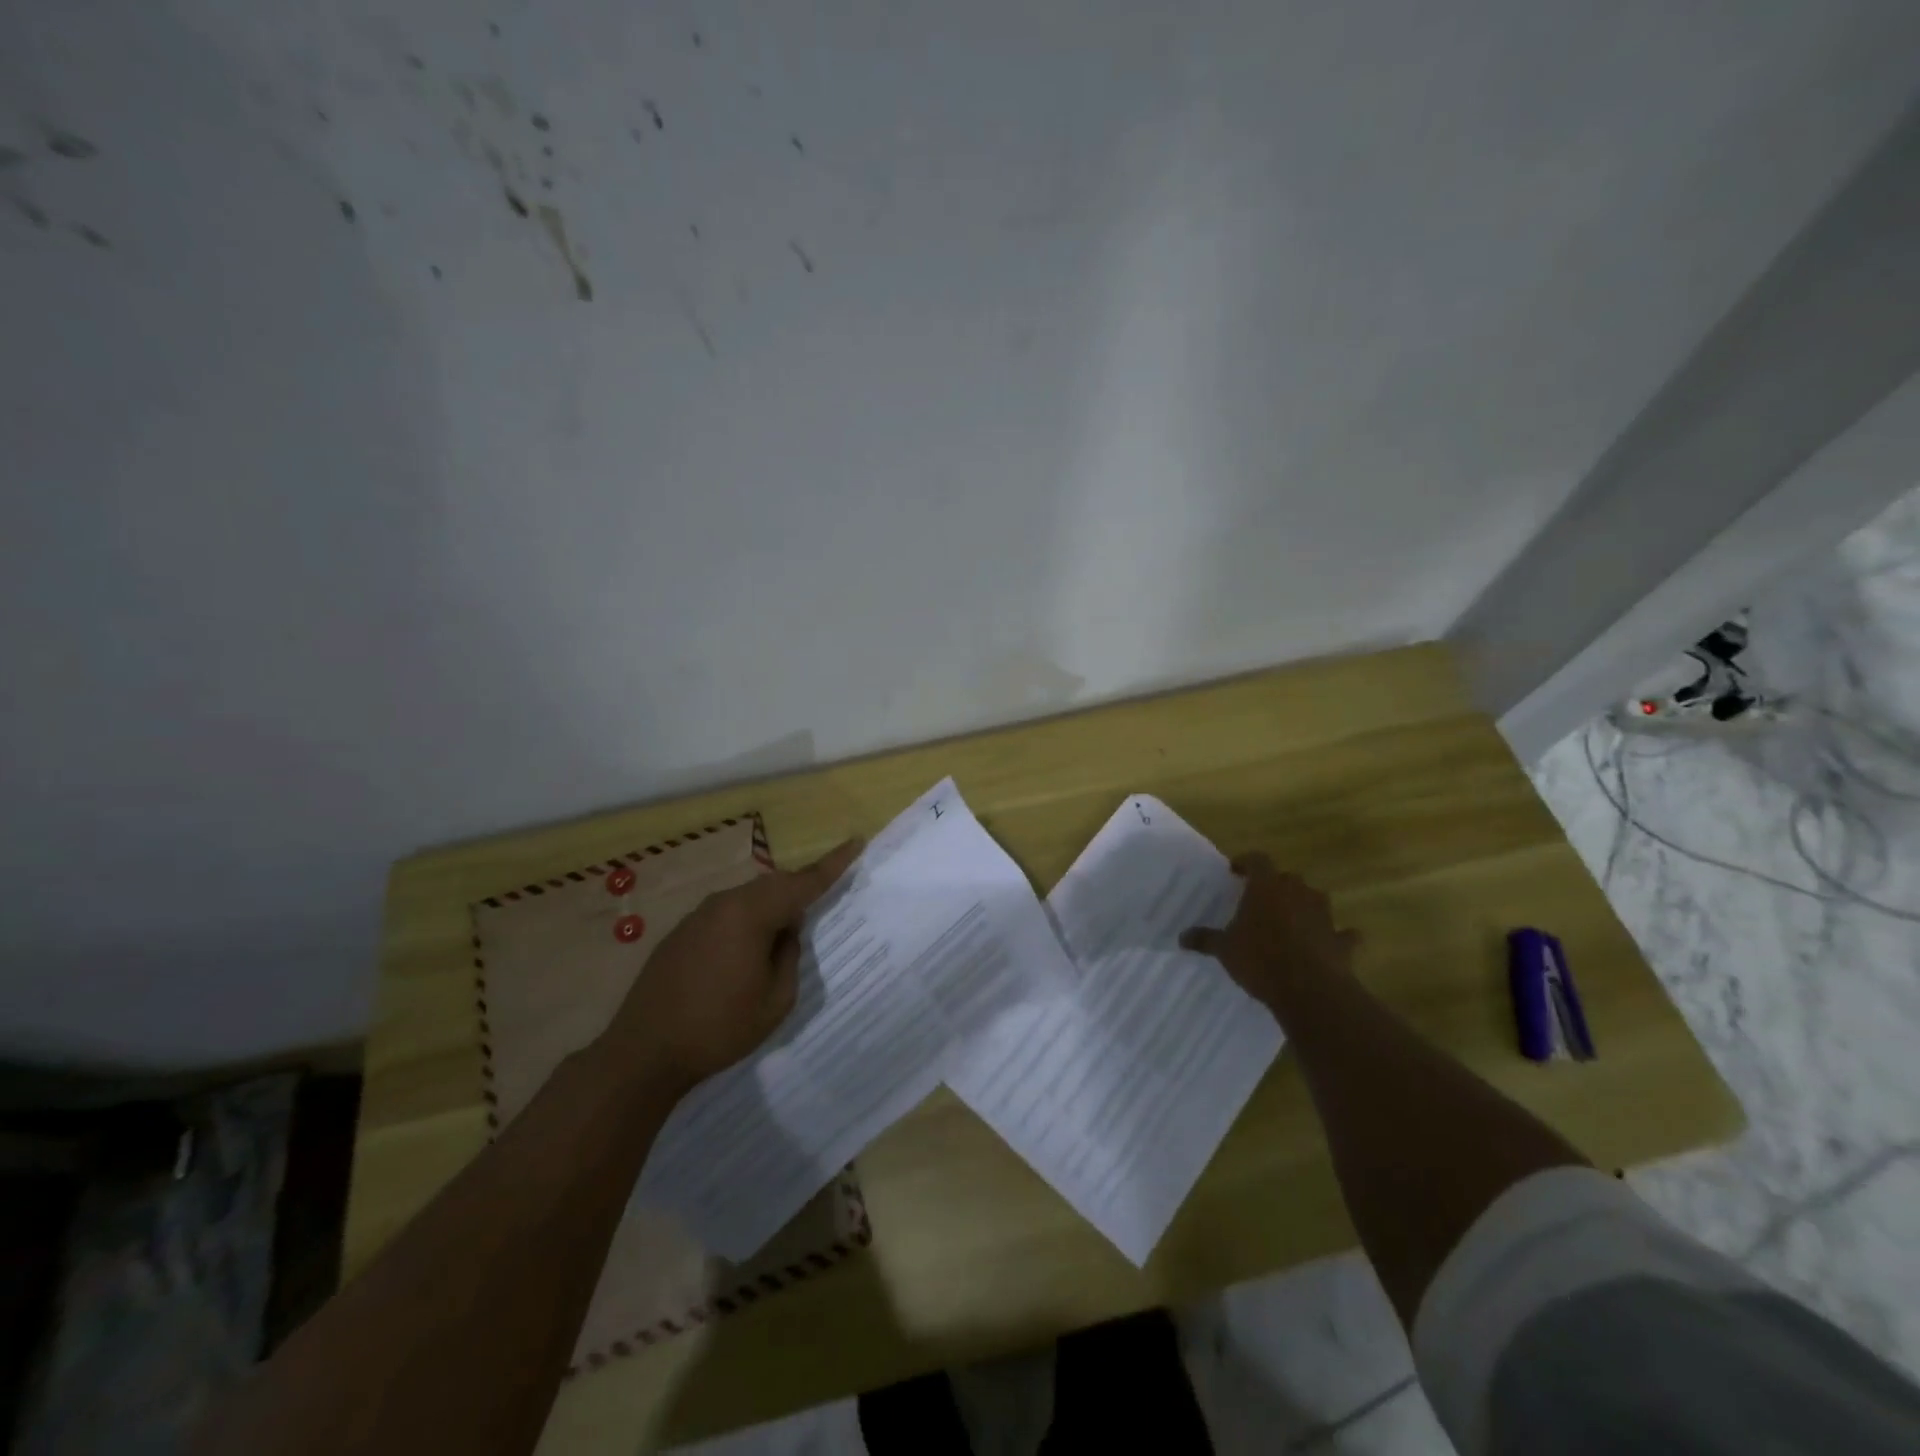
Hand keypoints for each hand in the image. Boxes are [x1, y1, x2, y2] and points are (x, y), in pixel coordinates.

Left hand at [605, 839, 861, 1095]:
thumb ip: (790, 956)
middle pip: (774, 885)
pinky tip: (746, 954)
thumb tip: (787, 932)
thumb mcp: (776, 1000)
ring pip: (748, 899)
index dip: (833, 864)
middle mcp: (724, 903)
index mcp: (751, 913)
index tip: (856, 841)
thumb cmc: (718, 1028)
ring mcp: (698, 916)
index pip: (803, 882)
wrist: (643, 1053)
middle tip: (823, 902)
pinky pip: (726, 915)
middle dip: (800, 890)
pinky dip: (746, 923)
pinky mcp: (680, 934)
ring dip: (771, 910)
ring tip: (784, 938)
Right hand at [1180, 853, 1358, 1012]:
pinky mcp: (1342, 941)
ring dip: (1306, 905)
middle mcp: (1298, 893)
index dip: (1246, 862)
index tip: (1235, 871)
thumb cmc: (1260, 959)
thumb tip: (1181, 937)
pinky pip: (1343, 934)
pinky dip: (1339, 936)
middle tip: (1262, 900)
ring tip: (1292, 919)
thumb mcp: (1224, 950)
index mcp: (1266, 887)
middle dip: (1276, 886)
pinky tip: (1332, 944)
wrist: (1309, 989)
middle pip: (1288, 878)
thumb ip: (1205, 939)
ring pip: (1316, 899)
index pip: (1257, 860)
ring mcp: (1324, 916)